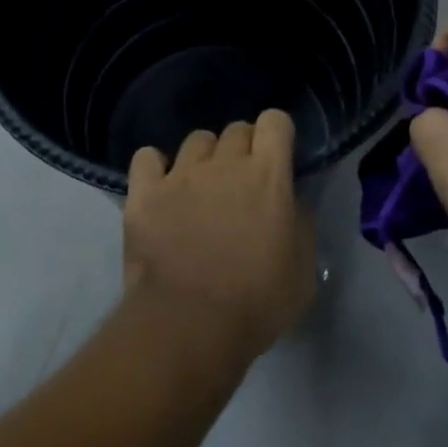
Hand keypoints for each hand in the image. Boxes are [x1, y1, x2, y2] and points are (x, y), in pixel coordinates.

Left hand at [124, 110, 315, 361]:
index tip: (278, 159)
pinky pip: (147, 157)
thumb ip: (301, 221)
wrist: (189, 326)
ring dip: (205, 158)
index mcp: (268, 175)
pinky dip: (156, 168)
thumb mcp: (303, 268)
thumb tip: (292, 199)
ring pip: (196, 141)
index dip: (277, 135)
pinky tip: (162, 189)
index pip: (274, 121)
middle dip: (244, 149)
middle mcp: (224, 164)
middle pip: (236, 129)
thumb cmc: (257, 302)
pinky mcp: (144, 194)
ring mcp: (180, 175)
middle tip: (242, 184)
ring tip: (202, 188)